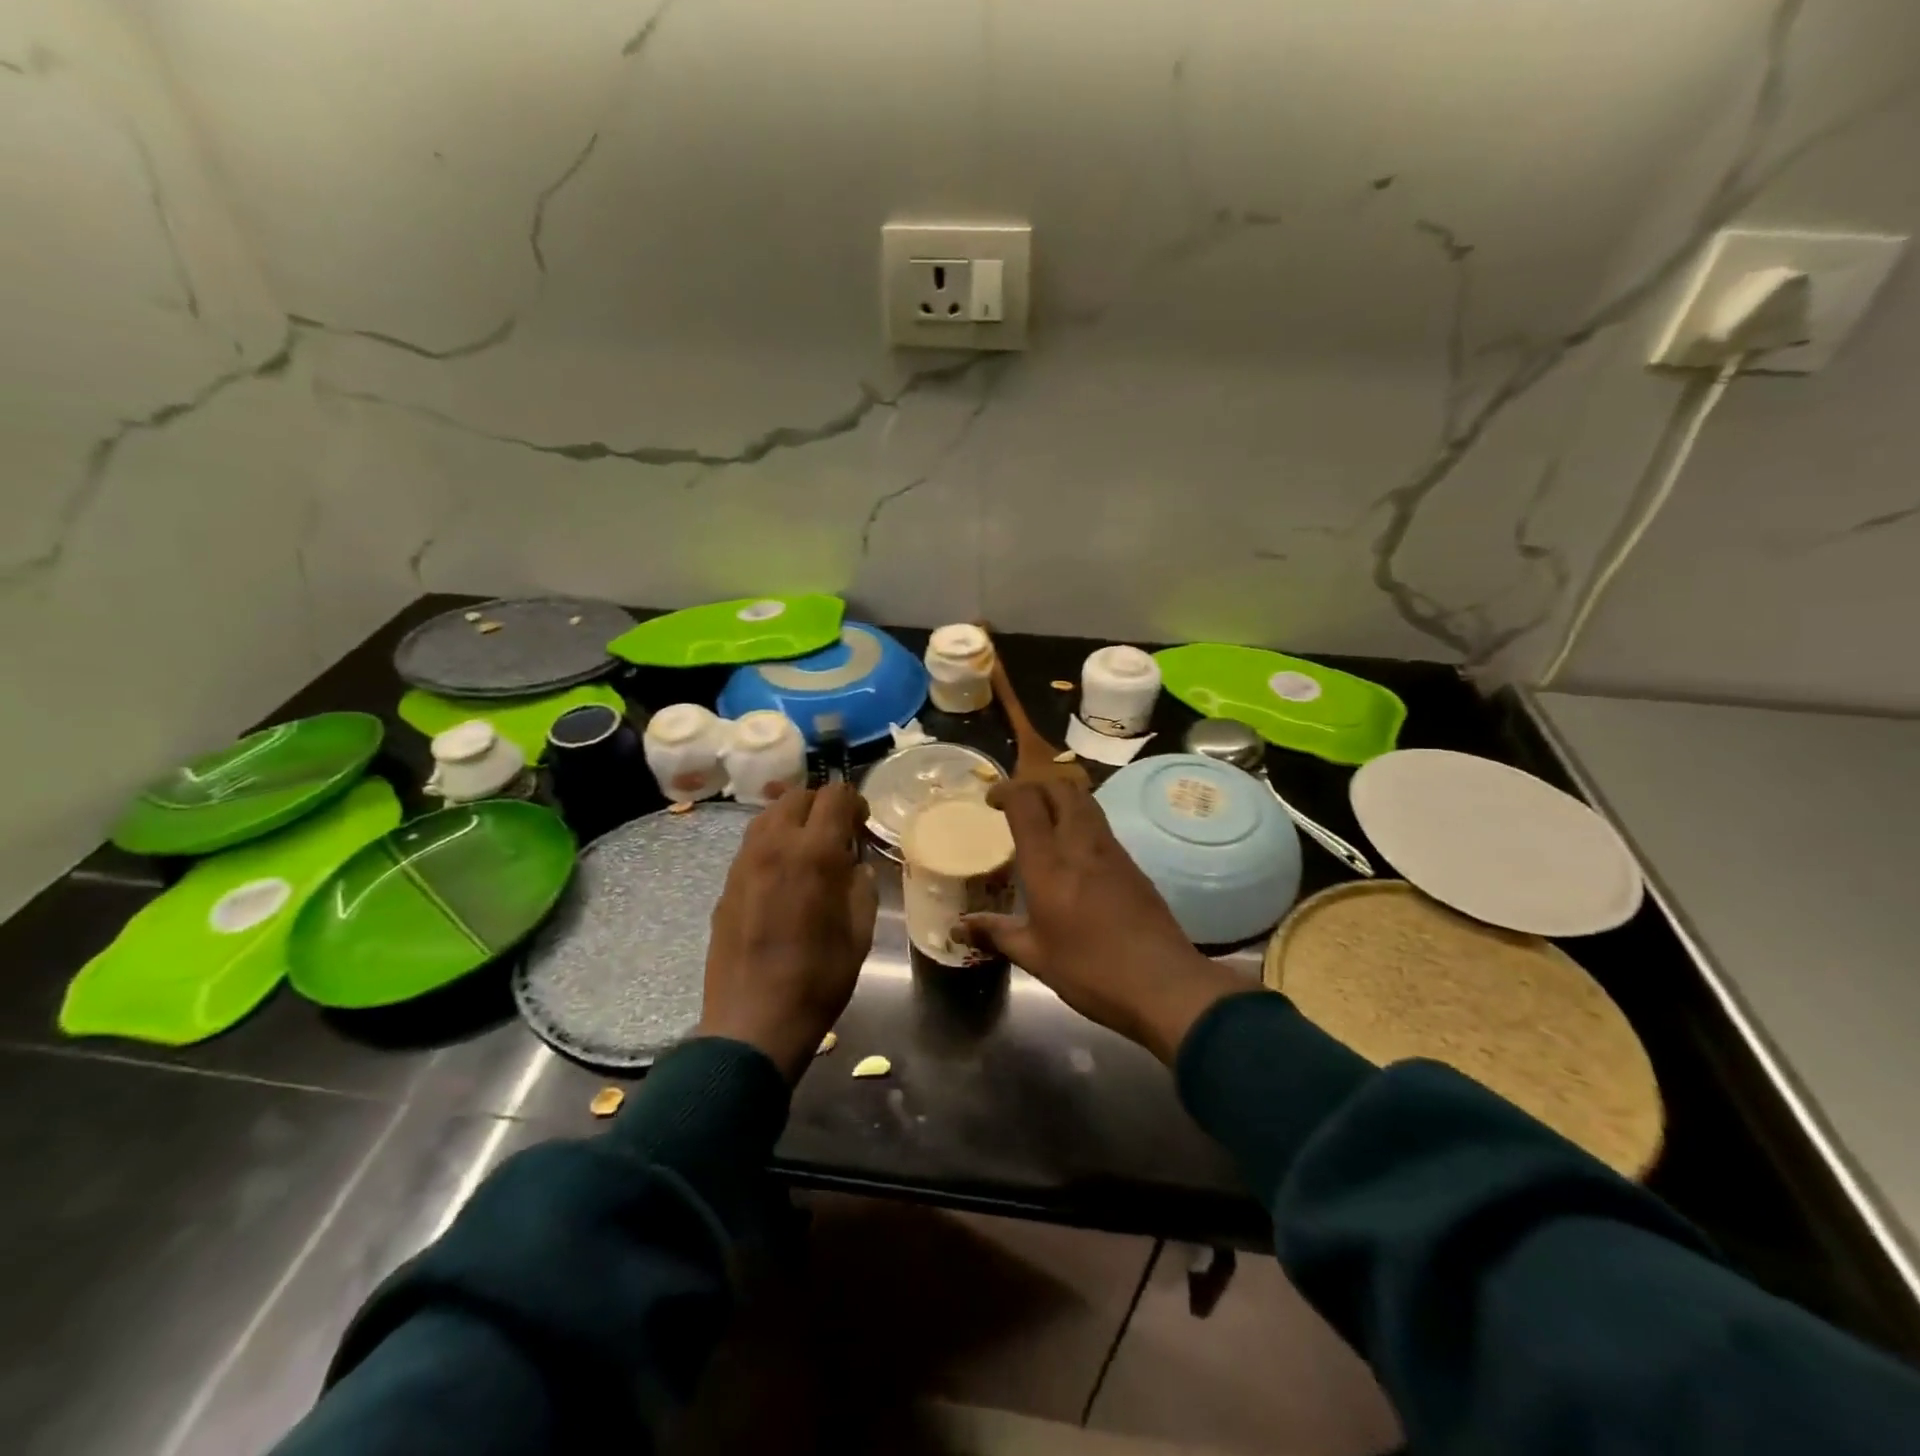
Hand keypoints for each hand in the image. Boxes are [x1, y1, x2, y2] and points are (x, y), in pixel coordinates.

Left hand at [698, 781, 877, 1081]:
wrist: (753, 1022)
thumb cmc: (818, 979)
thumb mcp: (860, 933)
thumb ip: (861, 887)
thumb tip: (854, 868)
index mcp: (814, 853)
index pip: (835, 796)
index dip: (855, 802)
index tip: (862, 824)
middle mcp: (774, 846)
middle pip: (797, 795)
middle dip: (822, 805)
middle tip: (837, 834)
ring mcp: (744, 863)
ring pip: (768, 815)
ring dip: (793, 819)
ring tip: (808, 849)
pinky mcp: (727, 884)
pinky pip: (752, 844)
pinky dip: (772, 842)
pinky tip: (783, 875)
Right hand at [961, 779, 1249, 1064]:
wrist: (1164, 985)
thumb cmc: (1091, 971)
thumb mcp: (1035, 956)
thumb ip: (996, 933)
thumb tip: (959, 927)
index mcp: (1049, 864)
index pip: (1026, 802)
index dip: (1007, 791)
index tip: (991, 800)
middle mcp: (1081, 844)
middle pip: (1061, 787)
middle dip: (1035, 784)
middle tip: (1017, 803)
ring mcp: (1111, 851)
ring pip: (1085, 800)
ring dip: (1060, 796)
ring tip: (1043, 819)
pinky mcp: (1132, 864)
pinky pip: (1100, 824)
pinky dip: (1080, 818)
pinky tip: (1073, 849)